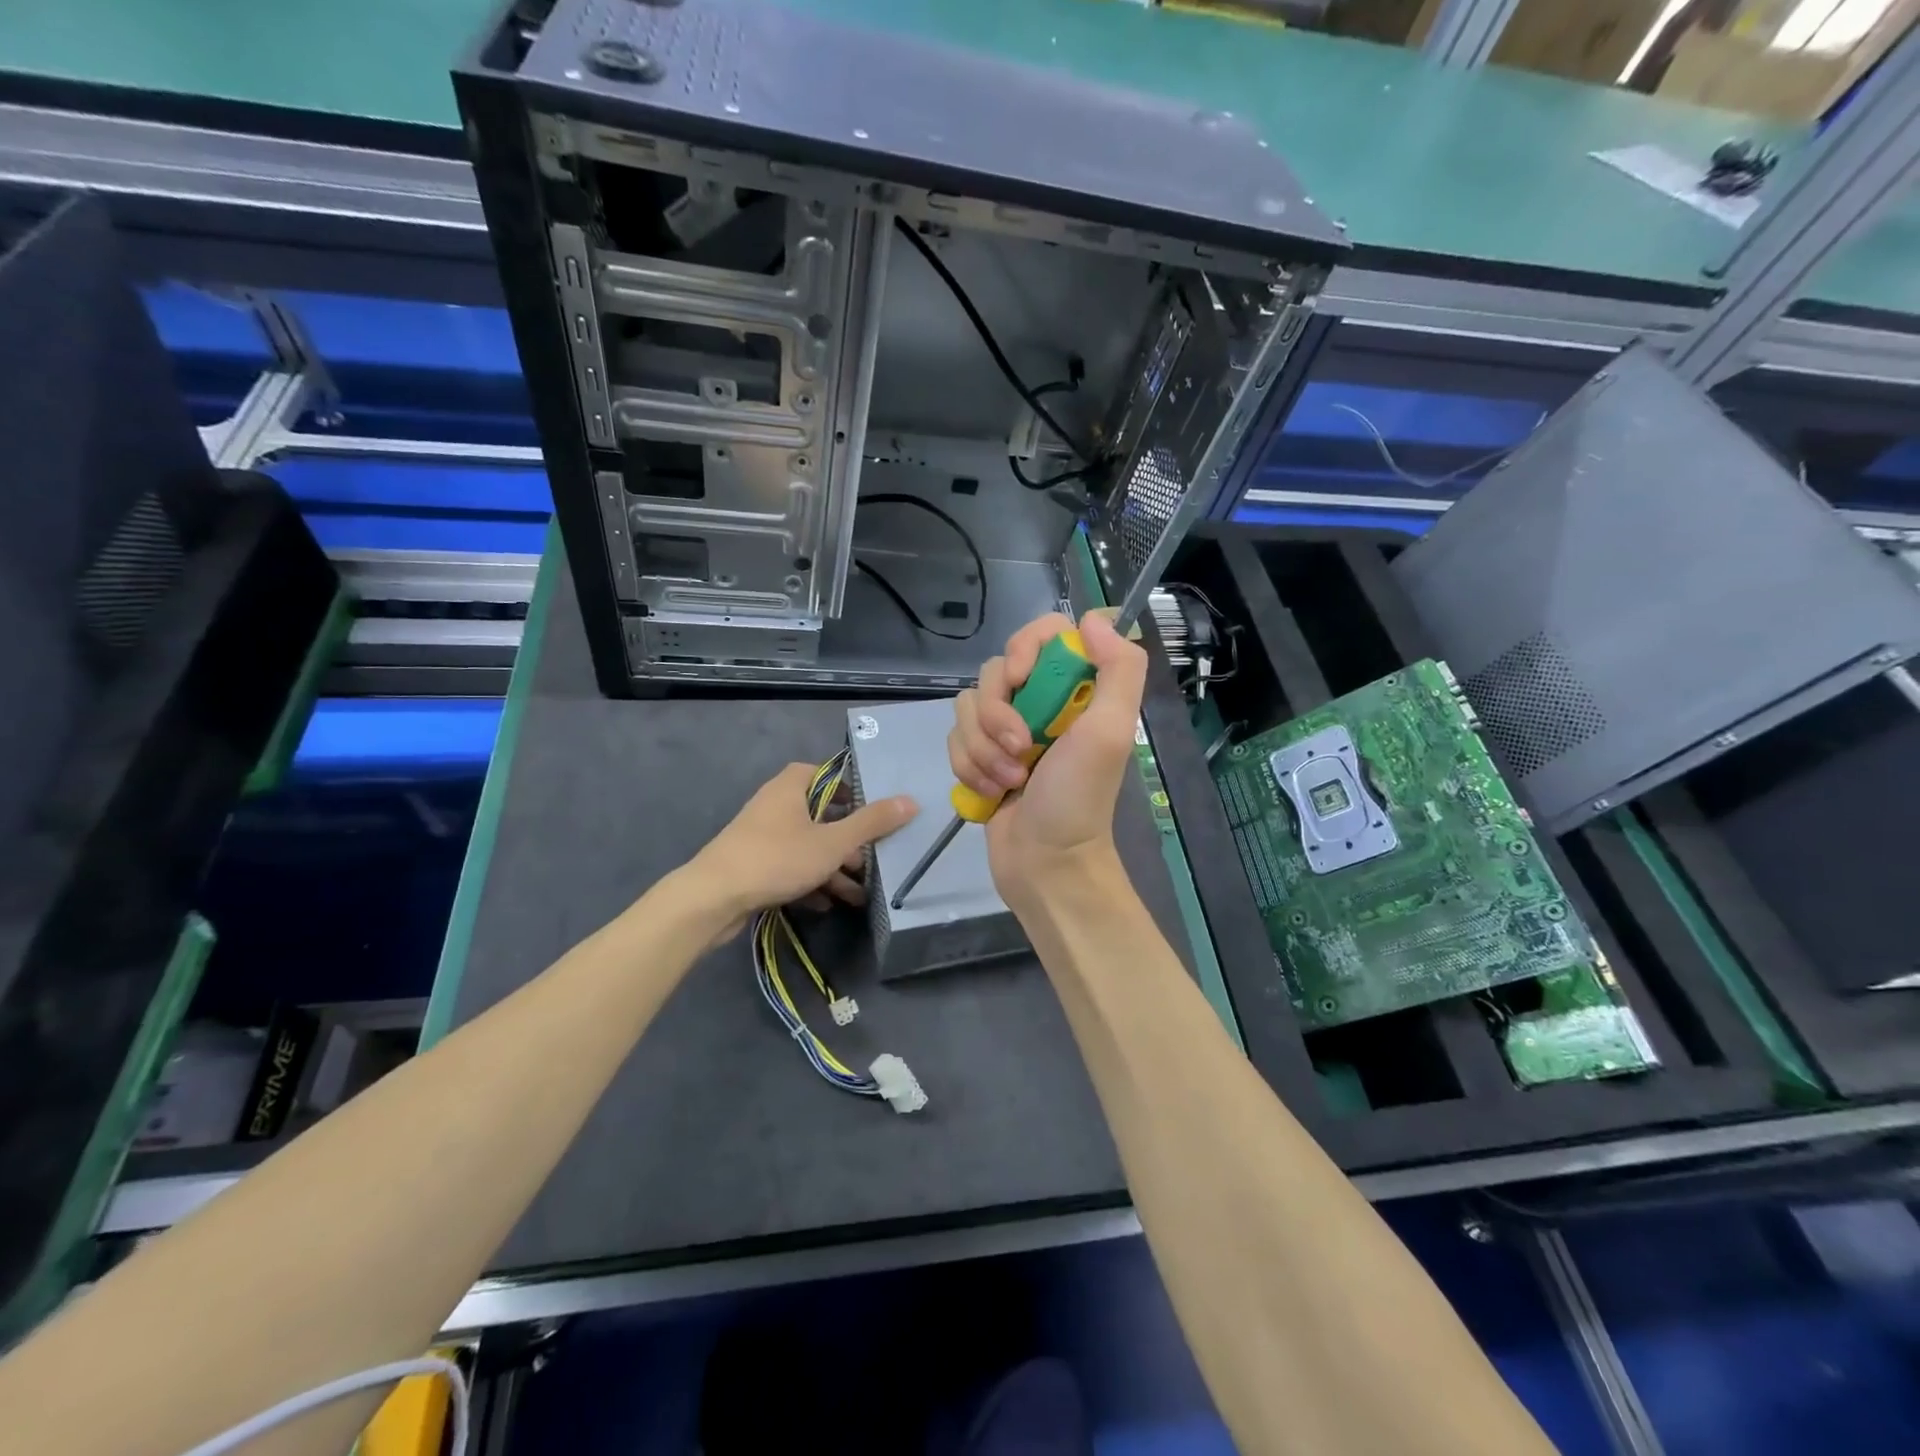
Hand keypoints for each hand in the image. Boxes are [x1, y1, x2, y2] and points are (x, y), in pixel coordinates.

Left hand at [684, 762, 917, 938]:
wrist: (712, 899)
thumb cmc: (776, 858)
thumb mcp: (833, 842)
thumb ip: (872, 823)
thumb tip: (911, 800)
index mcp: (792, 786)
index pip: (830, 775)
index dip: (855, 791)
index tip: (878, 813)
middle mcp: (775, 803)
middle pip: (822, 814)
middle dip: (849, 840)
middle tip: (873, 859)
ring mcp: (761, 835)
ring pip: (807, 844)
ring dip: (833, 867)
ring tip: (859, 894)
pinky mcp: (753, 864)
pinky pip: (790, 866)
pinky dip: (809, 880)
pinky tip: (827, 904)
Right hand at [949, 611, 1146, 899]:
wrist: (1045, 864)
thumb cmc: (1078, 799)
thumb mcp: (1110, 733)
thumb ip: (1119, 670)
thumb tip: (1095, 618)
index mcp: (1075, 690)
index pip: (1043, 633)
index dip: (1024, 648)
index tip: (1023, 678)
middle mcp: (1040, 702)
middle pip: (994, 671)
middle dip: (998, 714)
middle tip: (1021, 749)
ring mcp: (1006, 731)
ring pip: (967, 707)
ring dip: (983, 749)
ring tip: (1009, 781)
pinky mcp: (980, 757)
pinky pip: (955, 739)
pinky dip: (969, 767)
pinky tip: (990, 794)